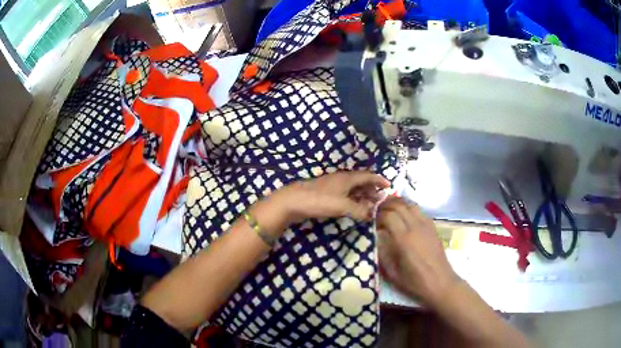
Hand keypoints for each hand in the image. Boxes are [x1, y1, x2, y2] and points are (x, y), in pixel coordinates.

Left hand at [271, 171, 389, 224]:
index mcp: (347, 178)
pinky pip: (344, 195)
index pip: (368, 176)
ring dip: (362, 196)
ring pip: (352, 189)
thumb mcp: (342, 206)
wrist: (293, 201)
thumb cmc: (319, 200)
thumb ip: (359, 210)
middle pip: (361, 182)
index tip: (389, 186)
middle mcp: (341, 179)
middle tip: (380, 200)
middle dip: (372, 190)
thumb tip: (373, 214)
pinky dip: (352, 200)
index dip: (380, 180)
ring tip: (370, 205)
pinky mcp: (325, 194)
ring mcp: (332, 186)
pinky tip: (353, 208)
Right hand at [377, 197, 458, 306]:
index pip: (388, 215)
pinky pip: (419, 210)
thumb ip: (382, 253)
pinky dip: (408, 208)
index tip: (369, 221)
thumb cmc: (415, 283)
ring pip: (410, 204)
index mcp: (404, 239)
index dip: (376, 215)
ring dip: (397, 203)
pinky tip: (403, 215)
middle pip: (398, 205)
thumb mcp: (392, 273)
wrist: (441, 284)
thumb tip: (375, 238)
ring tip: (387, 209)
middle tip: (375, 211)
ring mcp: (426, 225)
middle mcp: (415, 227)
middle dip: (384, 205)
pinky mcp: (433, 227)